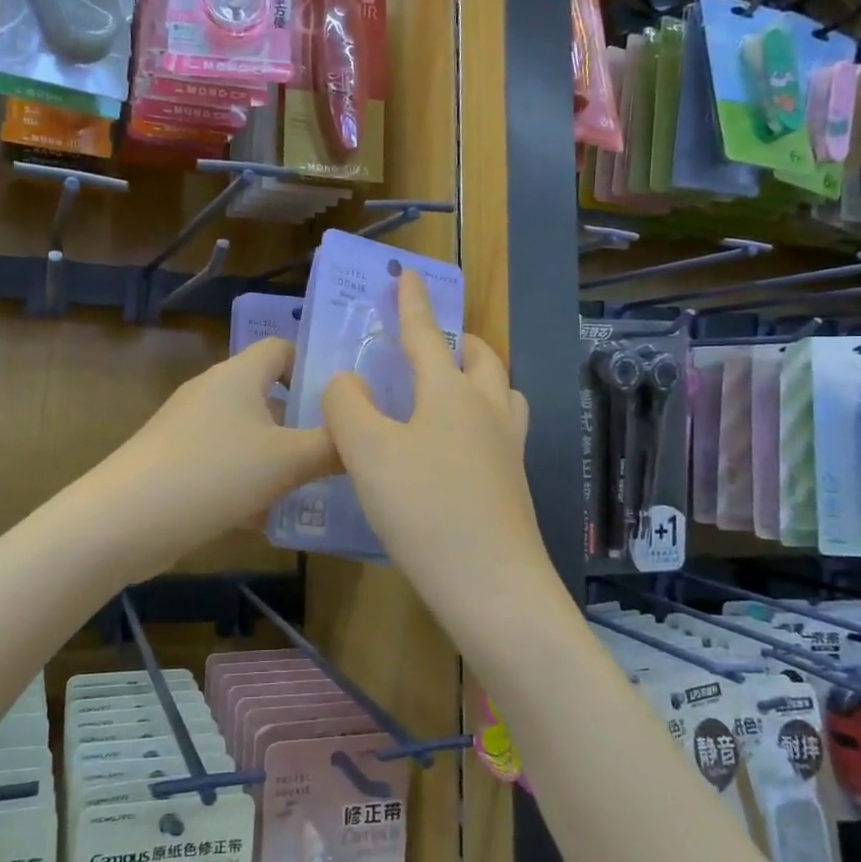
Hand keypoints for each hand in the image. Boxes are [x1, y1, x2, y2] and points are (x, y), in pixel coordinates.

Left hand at [99, 338, 338, 561]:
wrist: (124, 520)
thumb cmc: (213, 474)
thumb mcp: (286, 461)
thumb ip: (332, 447)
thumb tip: (363, 434)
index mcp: (238, 376)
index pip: (282, 349)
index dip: (313, 366)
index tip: (344, 402)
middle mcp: (212, 392)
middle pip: (267, 395)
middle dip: (301, 423)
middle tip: (339, 450)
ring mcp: (189, 428)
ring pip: (247, 435)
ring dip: (276, 458)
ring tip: (312, 488)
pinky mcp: (175, 462)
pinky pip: (224, 464)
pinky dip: (247, 482)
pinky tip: (265, 517)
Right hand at [321, 272, 546, 628]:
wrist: (493, 587)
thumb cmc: (425, 509)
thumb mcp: (368, 451)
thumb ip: (347, 406)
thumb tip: (348, 382)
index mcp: (450, 392)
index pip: (425, 334)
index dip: (412, 303)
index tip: (408, 273)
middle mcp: (487, 410)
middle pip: (481, 358)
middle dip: (457, 340)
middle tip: (432, 342)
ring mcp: (508, 449)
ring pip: (502, 394)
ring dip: (480, 378)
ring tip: (451, 391)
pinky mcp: (513, 486)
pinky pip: (502, 432)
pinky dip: (481, 420)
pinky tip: (456, 450)